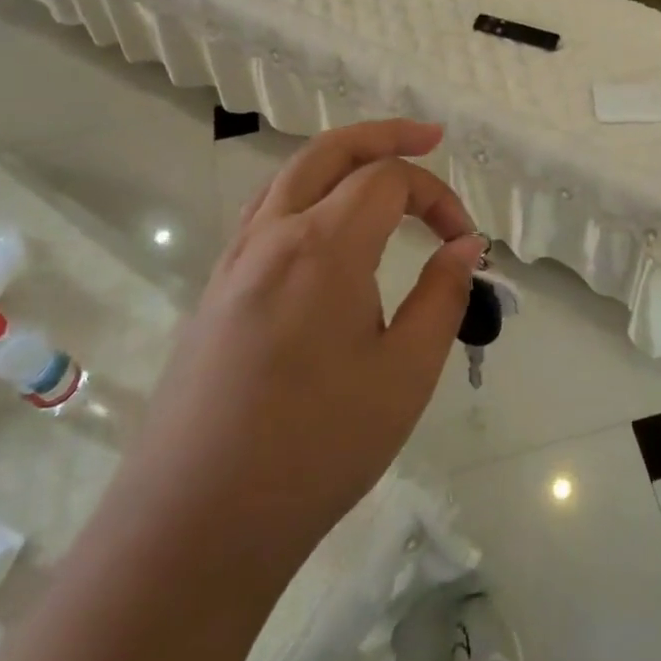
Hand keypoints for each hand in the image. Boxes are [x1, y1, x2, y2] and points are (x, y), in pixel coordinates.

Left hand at [138, 119, 482, 569]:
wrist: (194, 525)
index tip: (466, 243)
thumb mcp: (404, 375)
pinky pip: (264, 214)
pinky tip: (325, 226)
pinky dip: (305, 193)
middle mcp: (272, 235)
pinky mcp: (215, 291)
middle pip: (330, 151)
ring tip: (380, 170)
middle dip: (384, 135)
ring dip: (340, 158)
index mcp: (322, 246)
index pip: (388, 181)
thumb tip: (465, 245)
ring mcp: (234, 261)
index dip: (438, 197)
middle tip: (429, 137)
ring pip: (289, 176)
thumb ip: (442, 297)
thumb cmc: (316, 449)